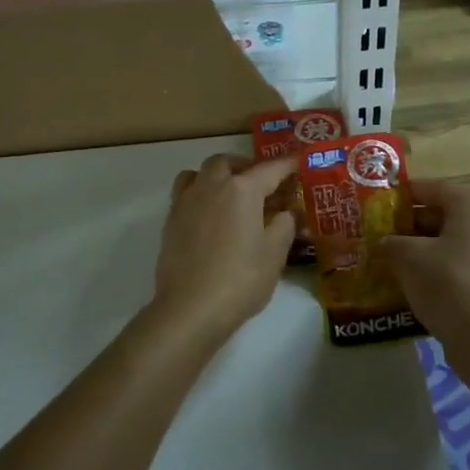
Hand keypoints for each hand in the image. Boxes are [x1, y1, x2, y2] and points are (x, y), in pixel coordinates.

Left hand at [150, 154, 297, 340]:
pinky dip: (200, 191)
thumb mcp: (274, 254)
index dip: (287, 164)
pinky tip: (210, 213)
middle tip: (262, 183)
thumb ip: (284, 225)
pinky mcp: (171, 220)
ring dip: (218, 174)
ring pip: (201, 172)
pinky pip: (185, 191)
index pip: (270, 169)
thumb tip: (287, 212)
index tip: (298, 160)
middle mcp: (211, 186)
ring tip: (231, 192)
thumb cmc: (240, 279)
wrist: (189, 308)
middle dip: (247, 166)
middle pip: (228, 162)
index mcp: (242, 190)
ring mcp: (187, 201)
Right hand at [381, 179, 469, 355]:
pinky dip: (439, 273)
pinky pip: (462, 269)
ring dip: (423, 252)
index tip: (378, 204)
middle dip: (410, 225)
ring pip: (452, 245)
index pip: (433, 188)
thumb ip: (392, 243)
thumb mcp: (409, 258)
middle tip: (380, 236)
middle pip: (444, 216)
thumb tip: (385, 242)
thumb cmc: (450, 286)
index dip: (404, 194)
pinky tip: (415, 288)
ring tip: (392, 263)